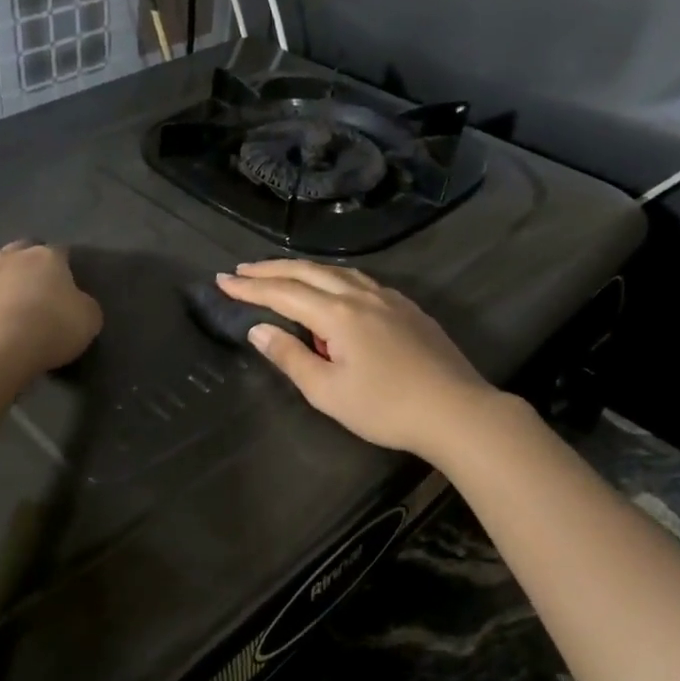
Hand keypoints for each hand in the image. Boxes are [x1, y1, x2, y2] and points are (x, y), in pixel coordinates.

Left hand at [0, 243, 102, 389]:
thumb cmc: (48, 329)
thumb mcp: (88, 321)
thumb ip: (84, 305)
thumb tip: (75, 302)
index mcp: (46, 256)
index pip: (60, 252)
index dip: (66, 267)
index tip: (69, 287)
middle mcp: (11, 257)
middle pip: (22, 251)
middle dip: (30, 265)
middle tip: (38, 291)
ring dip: (3, 282)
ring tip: (11, 307)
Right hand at [215, 260, 501, 458]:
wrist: (457, 411)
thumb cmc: (385, 408)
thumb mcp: (328, 391)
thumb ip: (290, 357)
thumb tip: (259, 331)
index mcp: (338, 314)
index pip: (283, 293)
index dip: (250, 287)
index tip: (222, 280)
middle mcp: (361, 295)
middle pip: (308, 272)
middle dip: (271, 269)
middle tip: (242, 269)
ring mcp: (388, 298)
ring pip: (336, 271)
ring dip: (302, 269)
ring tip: (279, 274)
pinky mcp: (407, 308)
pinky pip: (359, 280)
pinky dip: (332, 277)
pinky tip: (332, 288)